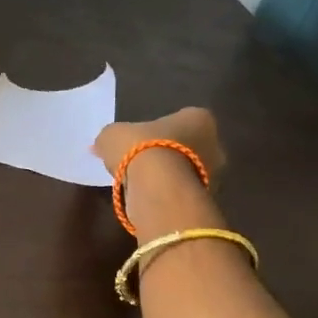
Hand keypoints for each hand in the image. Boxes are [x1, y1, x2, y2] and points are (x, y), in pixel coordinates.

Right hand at [93, 108, 226, 231]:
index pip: (180, 120)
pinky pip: (182, 193)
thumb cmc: (141, 148)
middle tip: (142, 163)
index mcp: (198, 118)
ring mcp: (215, 174)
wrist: (158, 187)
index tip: (140, 141)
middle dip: (168, 154)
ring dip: (168, 177)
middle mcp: (215, 143)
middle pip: (189, 146)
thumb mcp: (113, 135)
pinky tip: (147, 199)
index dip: (158, 130)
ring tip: (140, 185)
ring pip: (187, 172)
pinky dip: (168, 195)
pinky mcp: (207, 199)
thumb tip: (101, 146)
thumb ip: (110, 138)